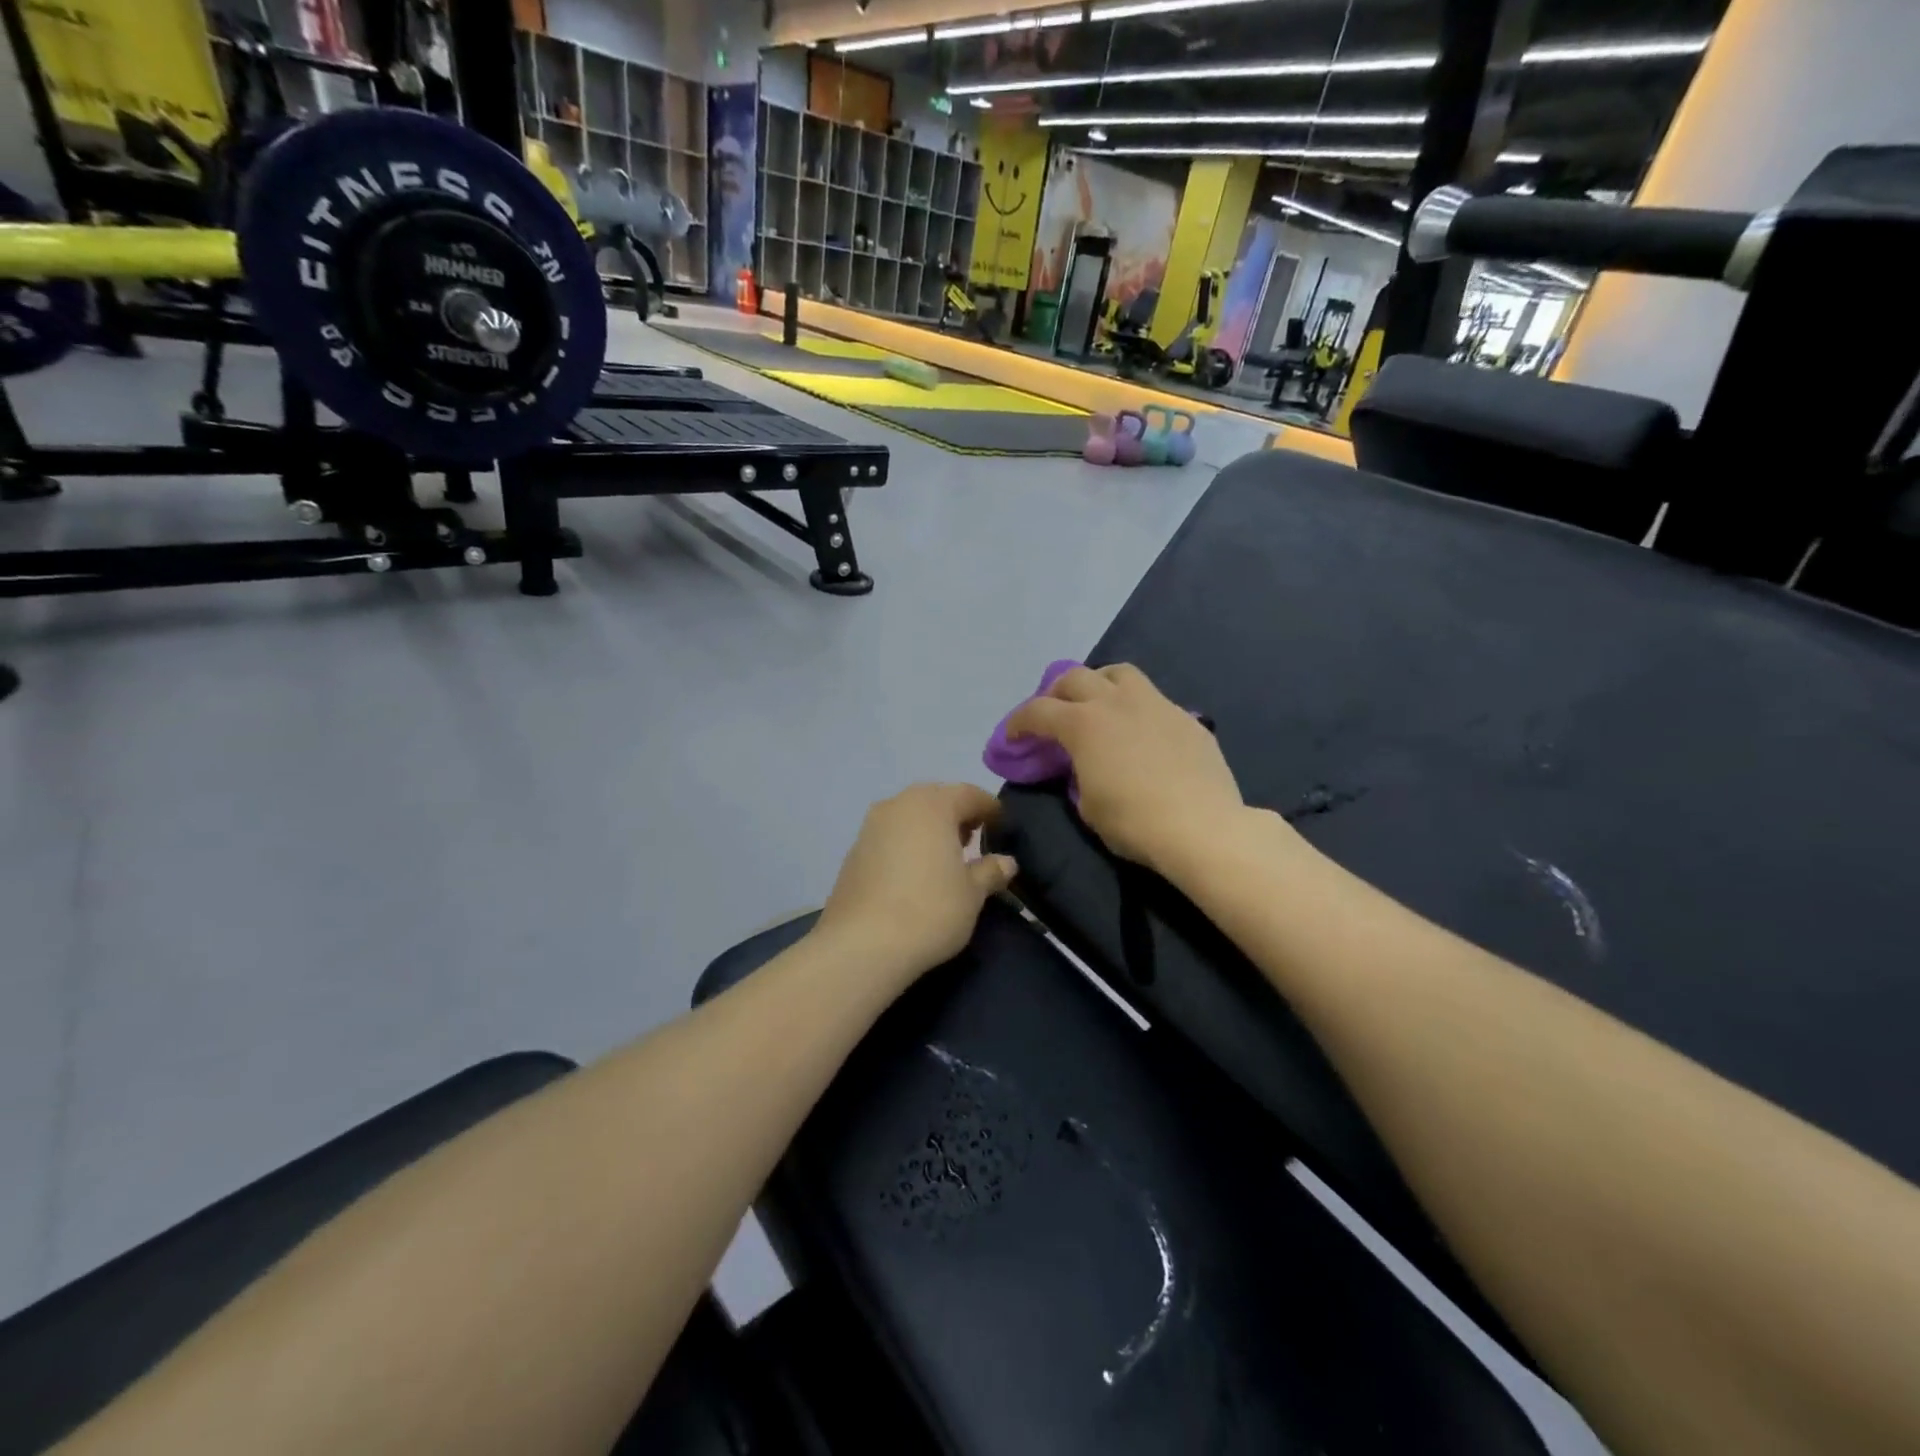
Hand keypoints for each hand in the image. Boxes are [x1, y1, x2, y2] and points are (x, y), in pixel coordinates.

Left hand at [816, 783, 1017, 981]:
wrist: (862, 945)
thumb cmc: (929, 910)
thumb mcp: (972, 893)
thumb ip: (990, 871)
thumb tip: (1006, 862)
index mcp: (932, 804)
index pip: (969, 794)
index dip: (990, 808)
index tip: (1003, 826)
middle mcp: (898, 805)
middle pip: (936, 799)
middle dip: (957, 815)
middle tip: (974, 840)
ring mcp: (870, 827)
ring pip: (909, 816)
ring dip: (930, 829)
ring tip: (945, 858)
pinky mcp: (853, 852)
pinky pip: (890, 837)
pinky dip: (907, 845)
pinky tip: (915, 873)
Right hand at [1006, 664, 1247, 874]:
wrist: (1201, 828)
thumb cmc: (1133, 822)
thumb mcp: (1087, 805)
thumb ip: (1077, 775)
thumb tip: (1083, 766)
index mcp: (1083, 724)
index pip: (1038, 711)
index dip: (1018, 723)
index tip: (1013, 737)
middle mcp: (1115, 702)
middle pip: (1075, 678)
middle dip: (1055, 693)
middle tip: (1053, 714)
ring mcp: (1155, 704)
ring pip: (1119, 673)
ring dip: (1099, 683)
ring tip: (1098, 703)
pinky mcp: (1185, 717)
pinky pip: (1153, 699)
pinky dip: (1136, 708)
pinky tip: (1141, 732)